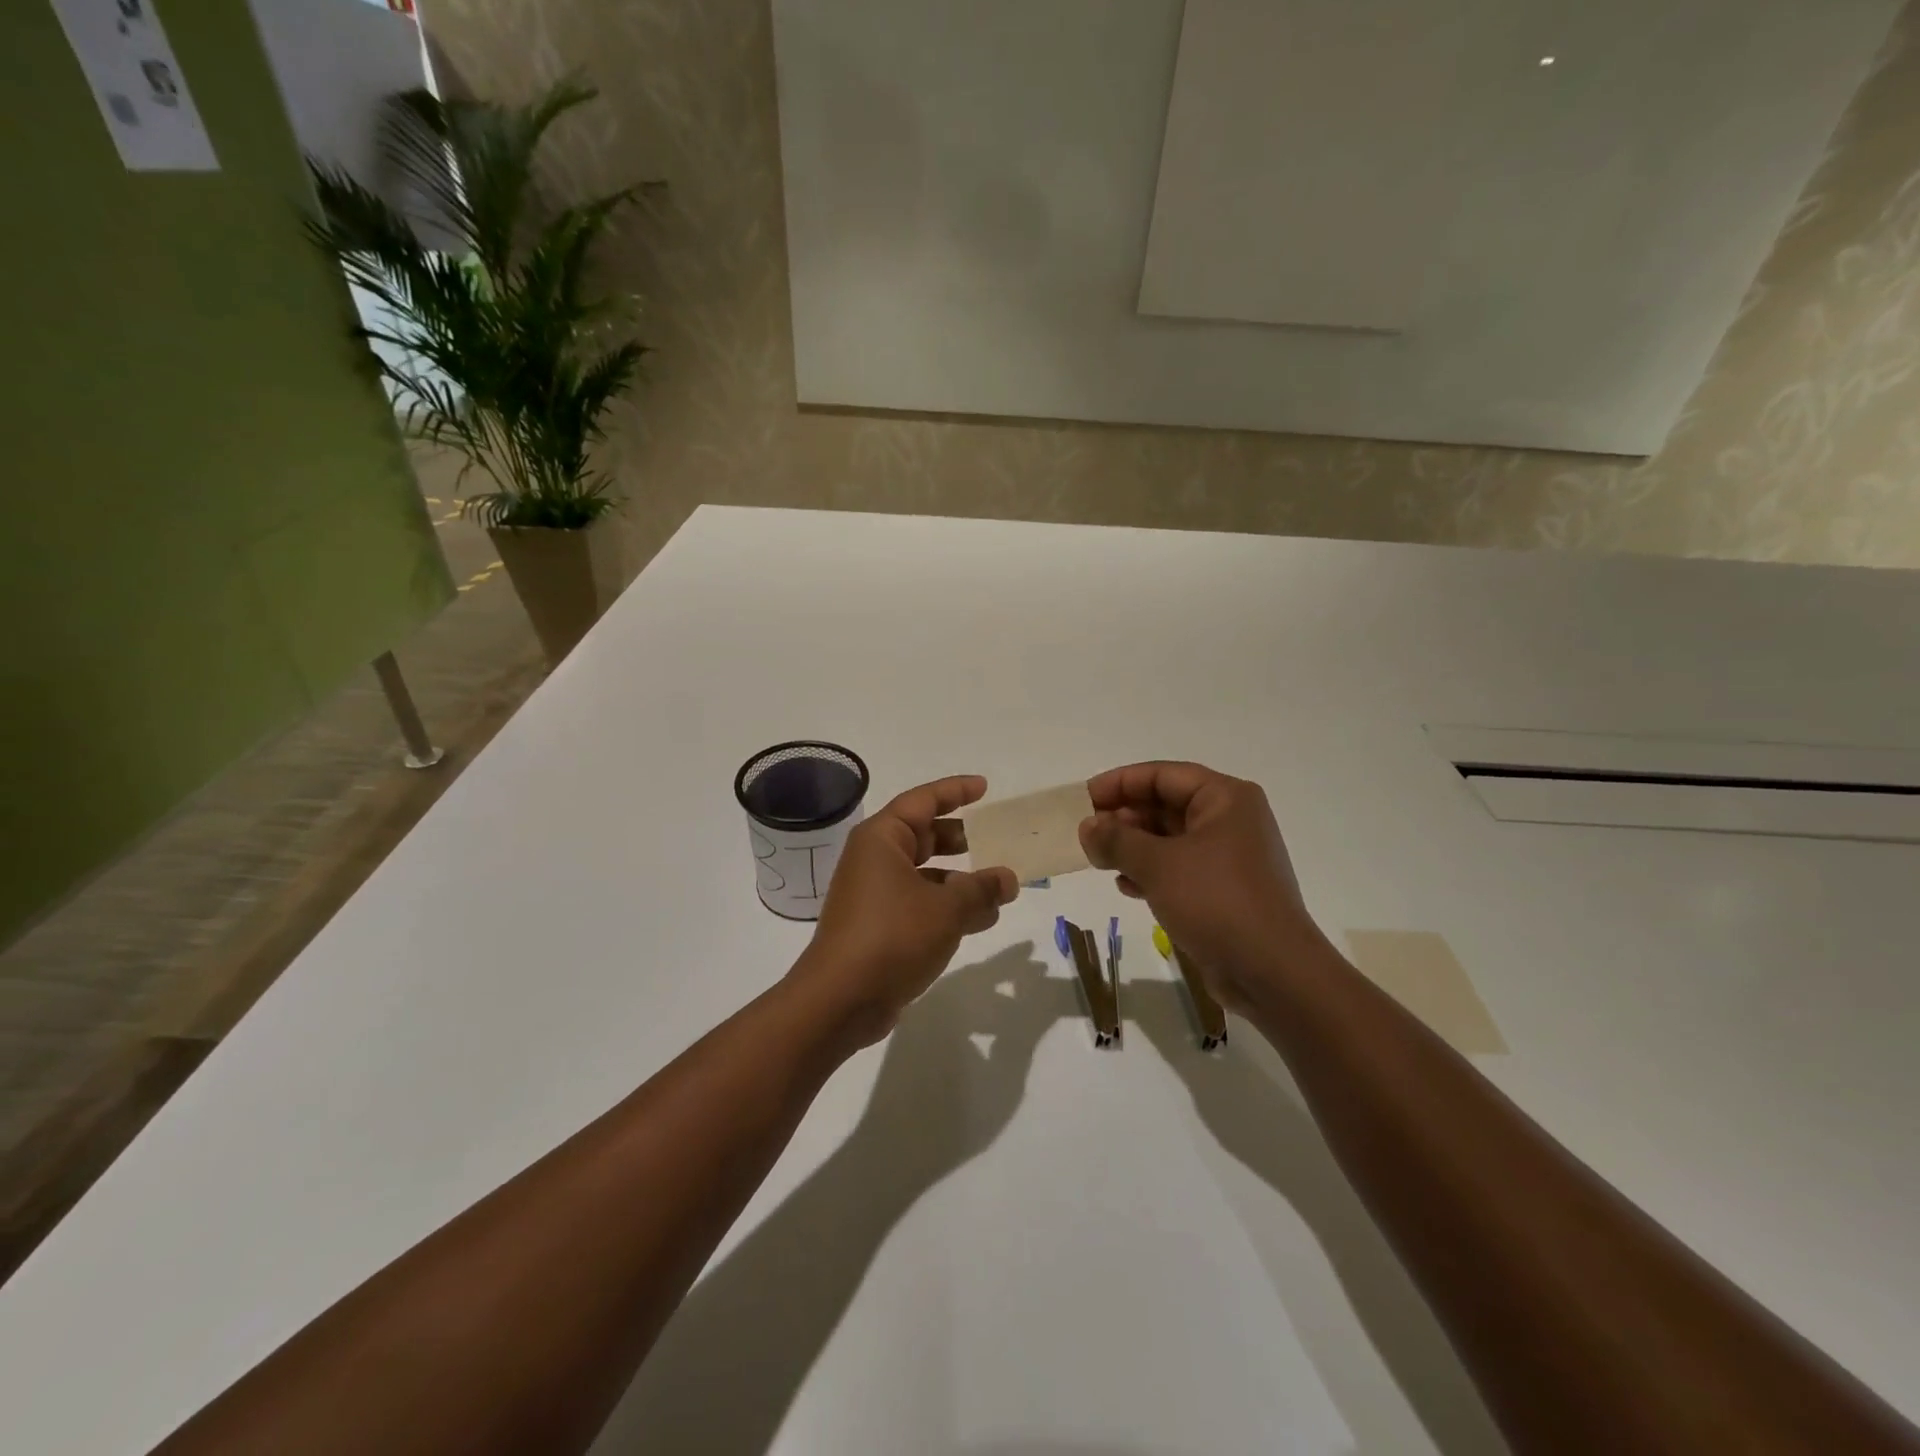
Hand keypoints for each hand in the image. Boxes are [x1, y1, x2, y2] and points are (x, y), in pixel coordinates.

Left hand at [795, 775, 1019, 1046]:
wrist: (840, 1000)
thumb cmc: (893, 936)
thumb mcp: (947, 909)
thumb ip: (982, 889)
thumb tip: (1007, 878)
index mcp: (882, 839)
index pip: (922, 800)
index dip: (955, 791)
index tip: (984, 788)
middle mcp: (874, 860)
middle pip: (923, 836)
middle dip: (961, 839)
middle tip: (995, 839)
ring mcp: (873, 894)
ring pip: (924, 874)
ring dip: (960, 880)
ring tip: (999, 890)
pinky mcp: (877, 926)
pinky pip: (918, 903)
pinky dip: (946, 906)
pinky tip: (978, 922)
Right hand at [1079, 761, 1321, 1010]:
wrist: (1272, 972)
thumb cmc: (1216, 901)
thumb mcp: (1157, 864)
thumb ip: (1116, 839)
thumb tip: (1088, 827)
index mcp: (1225, 798)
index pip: (1162, 775)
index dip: (1119, 782)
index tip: (1083, 799)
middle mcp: (1230, 820)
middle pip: (1166, 804)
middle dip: (1124, 817)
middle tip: (1087, 833)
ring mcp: (1228, 857)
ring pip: (1169, 839)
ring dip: (1132, 846)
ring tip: (1099, 860)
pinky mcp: (1223, 890)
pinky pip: (1178, 868)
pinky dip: (1150, 872)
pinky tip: (1125, 886)